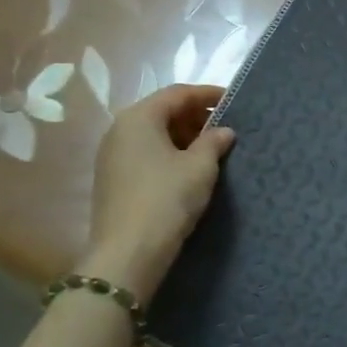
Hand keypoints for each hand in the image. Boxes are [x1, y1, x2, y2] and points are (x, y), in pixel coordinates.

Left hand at [80, 84, 234, 299]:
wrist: (128, 253)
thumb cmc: (167, 200)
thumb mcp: (200, 168)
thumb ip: (214, 142)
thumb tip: (224, 131)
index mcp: (139, 118)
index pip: (178, 93)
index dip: (208, 94)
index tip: (234, 100)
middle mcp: (120, 129)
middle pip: (163, 111)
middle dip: (196, 116)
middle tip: (227, 127)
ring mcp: (112, 155)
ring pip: (154, 133)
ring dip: (184, 136)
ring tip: (213, 149)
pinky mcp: (113, 178)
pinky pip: (146, 153)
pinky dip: (170, 153)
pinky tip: (190, 169)